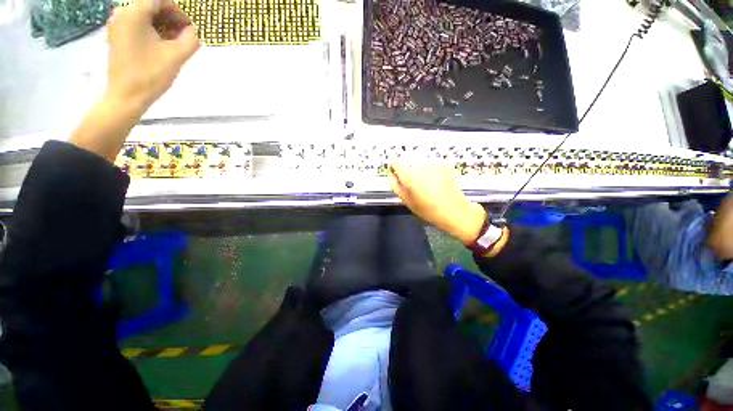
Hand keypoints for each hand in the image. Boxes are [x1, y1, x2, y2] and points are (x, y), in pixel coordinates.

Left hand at [70, 0, 199, 161]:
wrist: (126, 96)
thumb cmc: (151, 75)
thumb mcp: (177, 56)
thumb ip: (191, 39)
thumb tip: (195, 31)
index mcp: (134, 12)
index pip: (161, 0)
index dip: (179, 12)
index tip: (191, 28)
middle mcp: (122, 13)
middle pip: (152, 6)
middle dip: (172, 19)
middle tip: (186, 36)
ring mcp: (117, 25)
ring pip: (146, 16)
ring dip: (164, 26)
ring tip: (177, 43)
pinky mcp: (117, 36)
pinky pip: (138, 25)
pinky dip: (153, 31)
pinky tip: (162, 46)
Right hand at [389, 162, 486, 244]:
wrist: (455, 211)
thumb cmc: (428, 210)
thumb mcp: (406, 200)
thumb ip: (395, 185)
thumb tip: (391, 174)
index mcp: (409, 174)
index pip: (396, 162)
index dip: (395, 169)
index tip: (398, 177)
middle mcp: (421, 164)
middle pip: (408, 161)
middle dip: (408, 169)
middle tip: (414, 184)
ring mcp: (434, 162)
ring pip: (420, 161)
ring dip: (419, 169)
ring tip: (426, 183)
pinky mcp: (445, 163)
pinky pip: (431, 163)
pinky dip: (430, 169)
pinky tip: (436, 181)